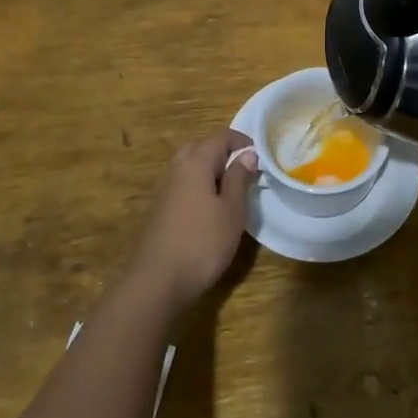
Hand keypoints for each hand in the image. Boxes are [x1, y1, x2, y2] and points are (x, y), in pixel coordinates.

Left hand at [128, 129, 258, 311]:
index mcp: (195, 162)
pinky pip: (182, 182)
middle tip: (245, 169)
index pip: (221, 136)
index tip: (260, 156)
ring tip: (230, 188)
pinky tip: (209, 206)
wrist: (157, 281)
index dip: (242, 141)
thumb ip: (239, 178)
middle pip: (201, 146)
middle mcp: (176, 167)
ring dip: (210, 168)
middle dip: (224, 152)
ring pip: (190, 164)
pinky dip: (198, 183)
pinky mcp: (159, 206)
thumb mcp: (232, 211)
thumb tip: (247, 154)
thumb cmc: (203, 243)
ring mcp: (164, 187)